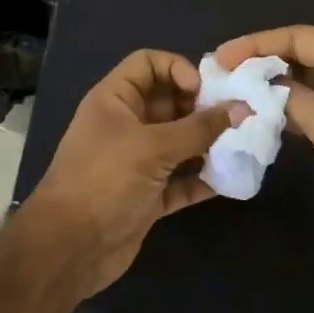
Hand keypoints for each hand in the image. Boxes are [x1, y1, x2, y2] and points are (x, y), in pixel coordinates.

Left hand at [22, 49, 238, 296]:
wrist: (70, 248)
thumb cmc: (105, 181)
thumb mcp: (153, 147)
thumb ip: (199, 128)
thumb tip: (241, 108)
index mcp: (115, 100)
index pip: (148, 64)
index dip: (178, 68)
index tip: (204, 91)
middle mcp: (126, 126)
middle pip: (170, 103)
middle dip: (203, 109)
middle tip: (237, 119)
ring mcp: (137, 162)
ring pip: (179, 143)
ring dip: (208, 145)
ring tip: (243, 146)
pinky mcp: (148, 196)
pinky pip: (181, 180)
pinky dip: (202, 179)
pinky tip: (231, 179)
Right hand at [213, 26, 313, 245]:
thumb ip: (285, 98)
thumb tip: (255, 90)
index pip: (297, 37)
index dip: (255, 45)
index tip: (220, 58)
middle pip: (302, 57)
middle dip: (263, 67)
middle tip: (223, 79)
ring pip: (309, 84)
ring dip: (276, 91)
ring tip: (236, 98)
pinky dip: (293, 112)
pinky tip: (265, 120)